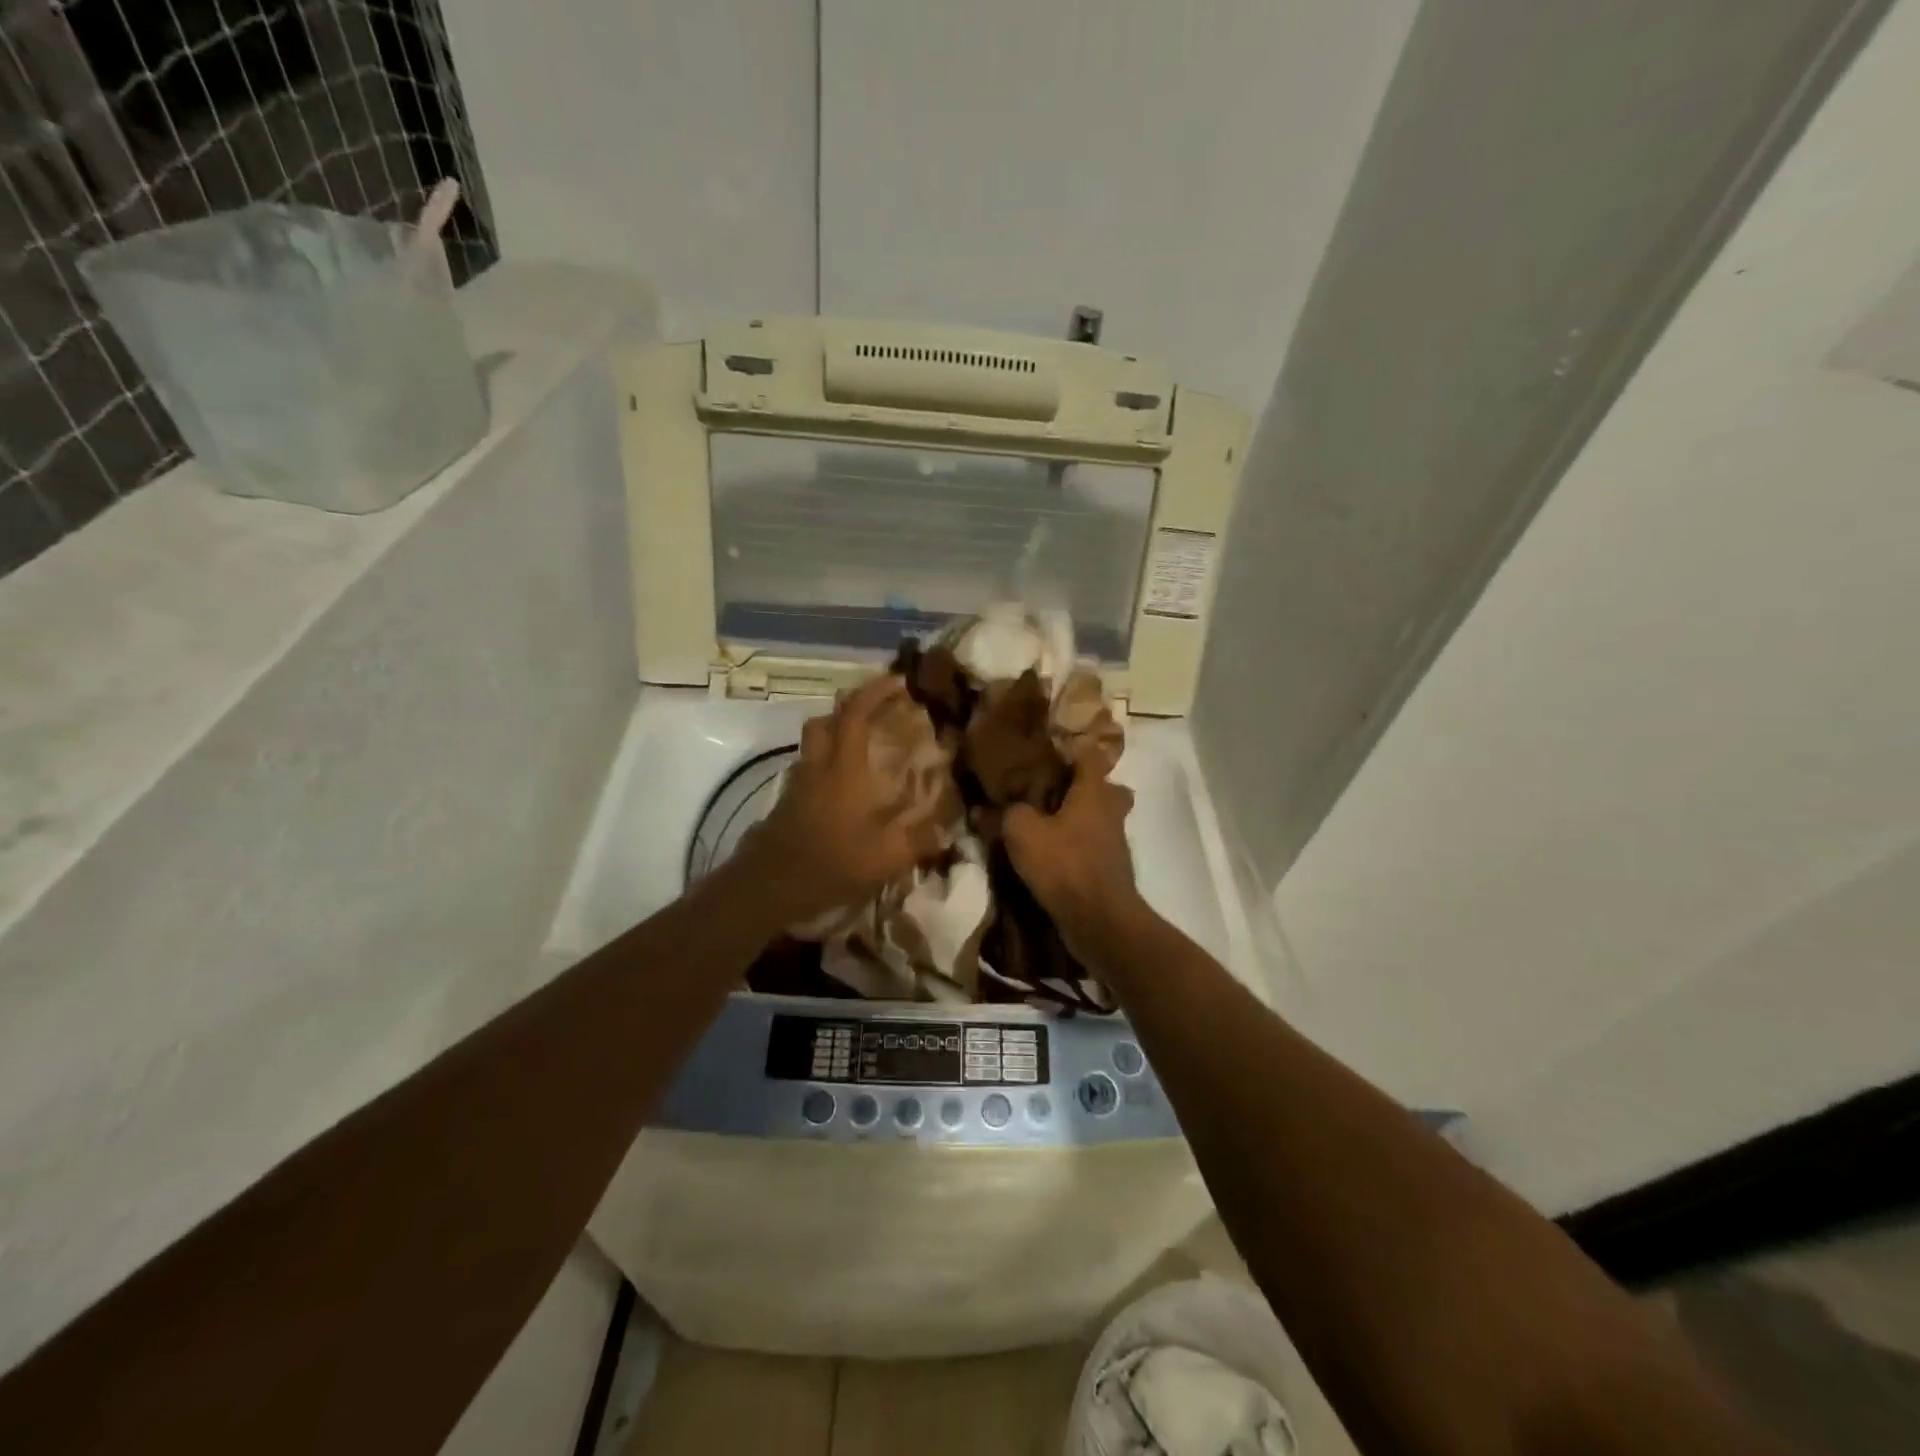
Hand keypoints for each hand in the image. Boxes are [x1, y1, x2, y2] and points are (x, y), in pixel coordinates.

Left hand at [742, 674, 944, 924]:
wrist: (767, 886)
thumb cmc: (829, 863)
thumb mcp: (885, 858)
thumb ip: (920, 841)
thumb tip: (950, 832)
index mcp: (844, 768)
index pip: (855, 713)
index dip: (875, 691)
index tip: (899, 681)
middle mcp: (818, 766)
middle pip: (826, 719)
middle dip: (851, 707)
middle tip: (877, 714)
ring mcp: (798, 783)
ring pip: (814, 743)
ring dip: (836, 734)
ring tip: (863, 749)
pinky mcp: (786, 803)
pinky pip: (809, 768)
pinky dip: (826, 765)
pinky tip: (843, 789)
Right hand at [1001, 752, 1146, 957]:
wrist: (1099, 920)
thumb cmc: (1064, 864)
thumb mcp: (1022, 833)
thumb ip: (1007, 813)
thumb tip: (987, 808)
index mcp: (1094, 792)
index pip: (1090, 755)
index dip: (1072, 749)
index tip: (1049, 752)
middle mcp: (1111, 811)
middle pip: (1105, 788)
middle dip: (1082, 787)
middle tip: (1052, 791)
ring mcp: (1115, 841)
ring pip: (1102, 818)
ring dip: (1081, 818)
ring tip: (1049, 823)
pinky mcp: (1111, 869)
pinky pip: (1096, 845)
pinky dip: (1080, 845)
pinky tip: (1055, 854)